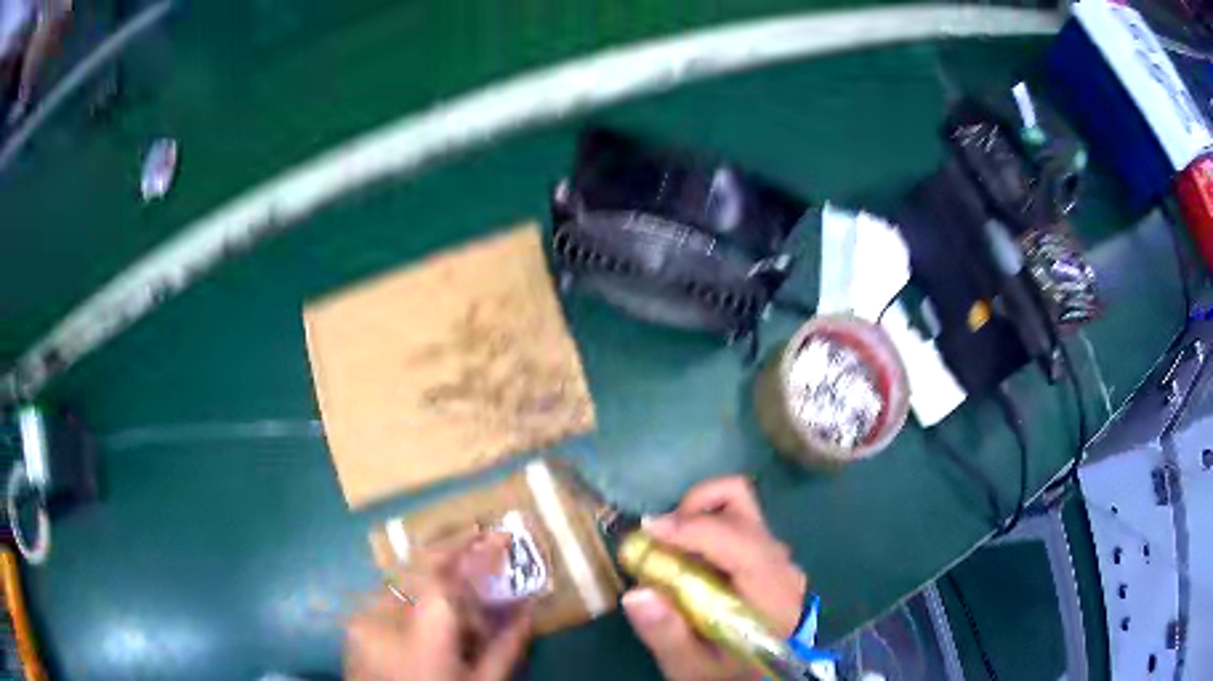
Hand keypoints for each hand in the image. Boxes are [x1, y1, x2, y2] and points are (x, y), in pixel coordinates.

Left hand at [345, 533, 532, 680]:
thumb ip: (506, 645)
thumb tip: (530, 608)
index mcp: (419, 634)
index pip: (445, 574)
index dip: (473, 550)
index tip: (500, 534)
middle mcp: (381, 615)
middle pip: (419, 567)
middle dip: (451, 550)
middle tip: (481, 539)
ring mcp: (362, 619)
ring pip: (403, 580)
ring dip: (433, 572)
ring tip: (461, 572)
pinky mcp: (355, 627)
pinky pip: (388, 597)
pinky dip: (414, 593)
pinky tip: (432, 604)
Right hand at [621, 476, 807, 680]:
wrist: (766, 677)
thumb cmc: (729, 673)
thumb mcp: (692, 667)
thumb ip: (667, 635)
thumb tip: (636, 593)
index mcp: (770, 591)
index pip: (739, 541)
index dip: (693, 528)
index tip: (648, 531)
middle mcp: (779, 562)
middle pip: (740, 504)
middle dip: (690, 511)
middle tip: (656, 540)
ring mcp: (776, 554)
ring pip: (739, 505)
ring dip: (697, 514)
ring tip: (669, 546)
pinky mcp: (767, 554)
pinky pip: (736, 521)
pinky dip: (705, 524)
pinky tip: (687, 557)